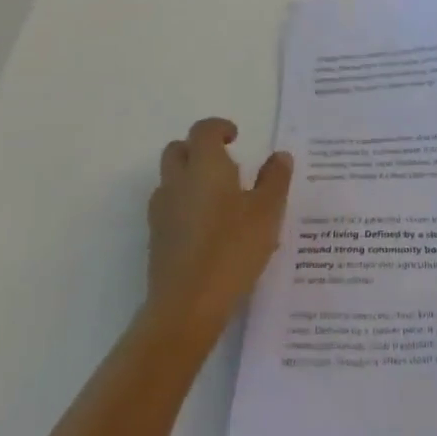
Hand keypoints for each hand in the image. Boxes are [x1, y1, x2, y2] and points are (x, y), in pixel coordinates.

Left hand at [147, 118, 291, 338]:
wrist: (186, 307)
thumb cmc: (232, 249)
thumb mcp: (267, 212)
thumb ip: (275, 179)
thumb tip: (280, 156)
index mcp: (204, 165)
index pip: (203, 130)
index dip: (218, 128)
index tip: (235, 137)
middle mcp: (177, 181)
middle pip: (178, 150)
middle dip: (198, 149)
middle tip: (224, 164)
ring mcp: (161, 211)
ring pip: (170, 180)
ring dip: (189, 178)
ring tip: (218, 199)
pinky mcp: (156, 240)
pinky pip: (169, 208)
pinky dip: (184, 206)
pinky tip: (207, 229)